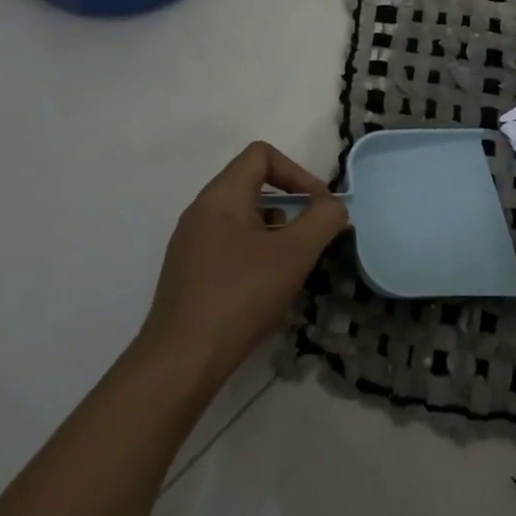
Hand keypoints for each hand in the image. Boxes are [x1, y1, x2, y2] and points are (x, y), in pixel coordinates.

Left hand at [137, 142, 348, 391]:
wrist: (182, 360)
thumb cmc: (240, 296)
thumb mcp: (294, 254)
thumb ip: (322, 220)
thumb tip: (333, 206)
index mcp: (220, 196)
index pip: (261, 155)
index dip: (297, 172)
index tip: (319, 206)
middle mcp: (201, 211)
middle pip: (253, 185)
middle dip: (290, 206)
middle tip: (310, 240)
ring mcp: (191, 243)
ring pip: (243, 219)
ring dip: (275, 233)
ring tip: (291, 268)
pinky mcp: (190, 273)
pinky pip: (230, 245)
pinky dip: (256, 255)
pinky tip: (267, 290)